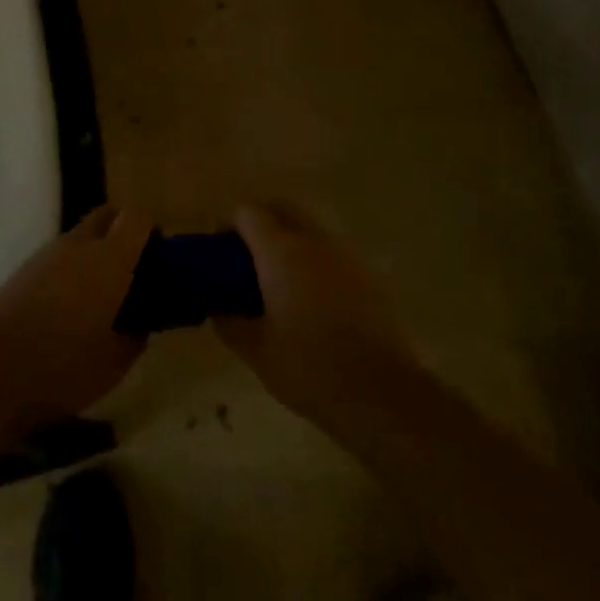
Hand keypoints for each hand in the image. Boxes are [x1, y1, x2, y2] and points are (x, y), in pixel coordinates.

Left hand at [0, 205, 154, 437]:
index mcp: (109, 260)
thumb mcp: (115, 364)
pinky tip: (67, 308)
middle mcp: (79, 244)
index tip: (159, 258)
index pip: (138, 217)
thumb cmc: (62, 370)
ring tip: (99, 296)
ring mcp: (47, 253)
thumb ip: (135, 335)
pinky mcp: (24, 268)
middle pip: (108, 215)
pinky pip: (58, 256)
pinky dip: (71, 268)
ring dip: (95, 252)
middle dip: (123, 231)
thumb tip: (140, 322)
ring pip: (81, 236)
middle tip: (131, 270)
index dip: (152, 230)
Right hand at [213, 203, 422, 440]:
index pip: (247, 212)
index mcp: (280, 250)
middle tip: (246, 259)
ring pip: (307, 227)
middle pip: (280, 207)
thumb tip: (217, 306)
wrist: (382, 393)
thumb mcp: (256, 352)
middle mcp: (312, 239)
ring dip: (288, 239)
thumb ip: (229, 322)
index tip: (218, 251)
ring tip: (278, 279)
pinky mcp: (365, 274)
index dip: (228, 224)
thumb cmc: (310, 368)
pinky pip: (330, 251)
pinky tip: (311, 298)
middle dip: (259, 222)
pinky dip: (313, 259)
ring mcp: (343, 253)